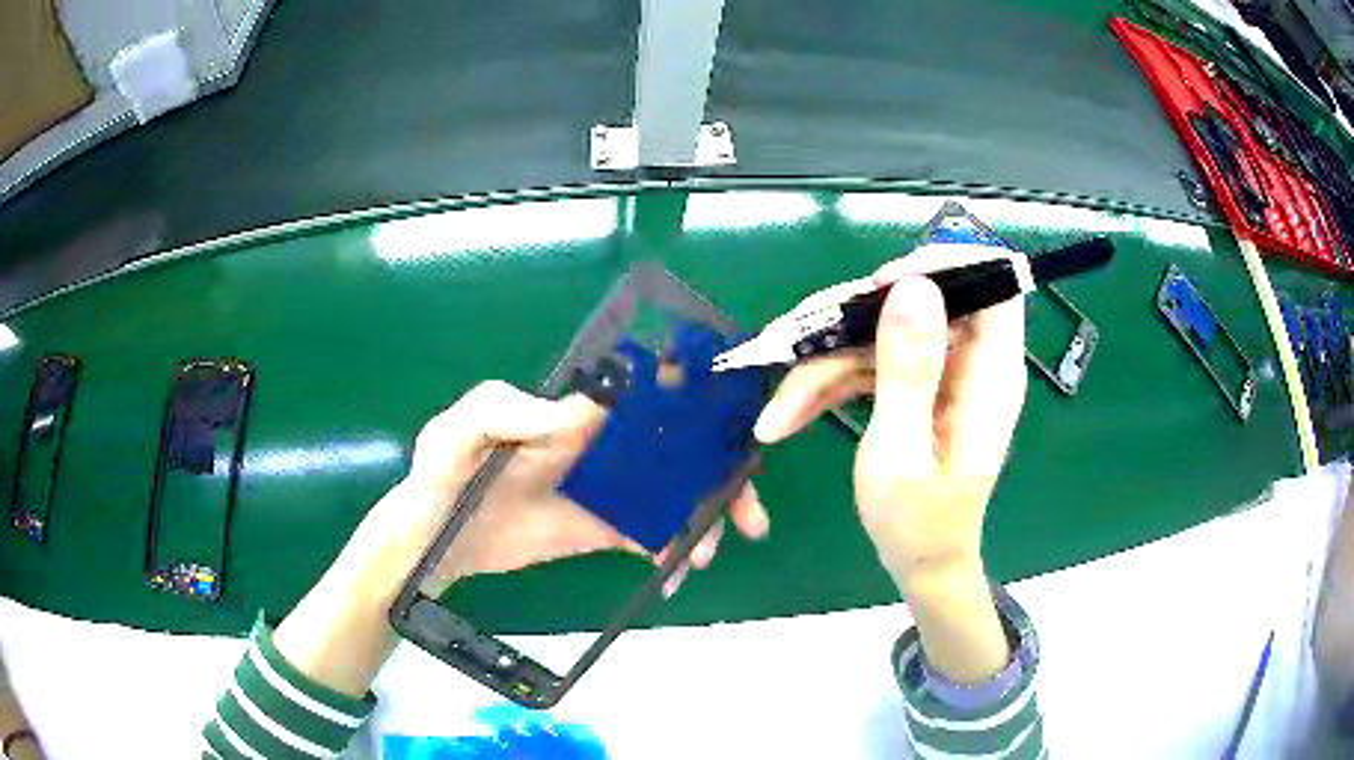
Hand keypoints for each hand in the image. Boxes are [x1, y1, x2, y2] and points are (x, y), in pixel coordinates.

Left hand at [394, 381, 768, 595]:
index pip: (643, 398)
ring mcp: (603, 491)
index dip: (692, 406)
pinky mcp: (598, 530)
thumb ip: (496, 411)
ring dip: (703, 518)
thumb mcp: (453, 434)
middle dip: (719, 474)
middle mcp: (598, 448)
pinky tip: (676, 574)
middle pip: (676, 450)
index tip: (732, 429)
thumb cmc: (439, 477)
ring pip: (672, 494)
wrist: (431, 542)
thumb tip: (561, 418)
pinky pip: (648, 535)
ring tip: (707, 554)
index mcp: (571, 414)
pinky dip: (672, 551)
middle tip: (748, 514)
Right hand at [753, 244, 1025, 680]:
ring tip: (779, 410)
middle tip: (794, 349)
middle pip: (915, 302)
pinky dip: (831, 384)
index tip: (880, 287)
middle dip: (848, 322)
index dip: (941, 266)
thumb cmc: (918, 524)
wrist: (921, 566)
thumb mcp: (903, 451)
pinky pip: (872, 362)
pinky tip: (790, 414)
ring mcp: (941, 373)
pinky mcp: (917, 387)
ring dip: (825, 363)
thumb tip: (911, 285)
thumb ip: (909, 369)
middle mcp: (970, 361)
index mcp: (989, 372)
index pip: (990, 282)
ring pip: (880, 332)